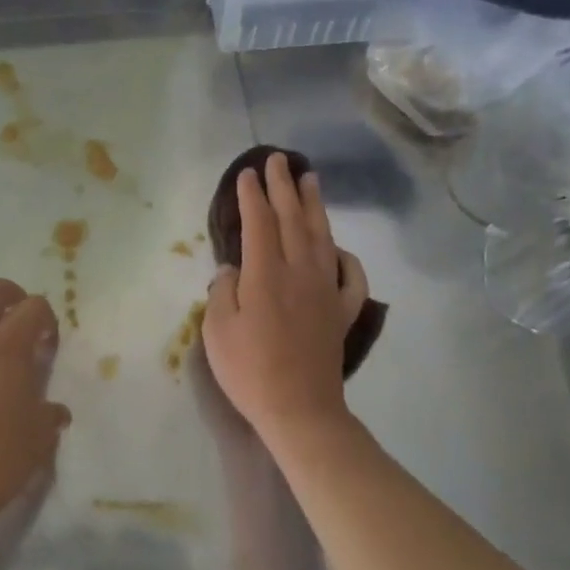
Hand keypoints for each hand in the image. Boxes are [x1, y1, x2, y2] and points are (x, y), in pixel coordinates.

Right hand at [202, 153, 367, 447]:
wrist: (300, 409)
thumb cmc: (250, 370)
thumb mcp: (217, 331)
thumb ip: (223, 292)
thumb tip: (233, 270)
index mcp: (266, 274)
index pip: (260, 223)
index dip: (253, 196)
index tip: (248, 173)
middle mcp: (300, 272)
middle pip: (294, 220)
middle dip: (284, 187)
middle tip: (280, 160)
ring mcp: (326, 291)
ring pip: (323, 238)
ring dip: (316, 206)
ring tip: (311, 180)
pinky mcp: (342, 313)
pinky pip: (351, 277)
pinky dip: (347, 257)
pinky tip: (340, 248)